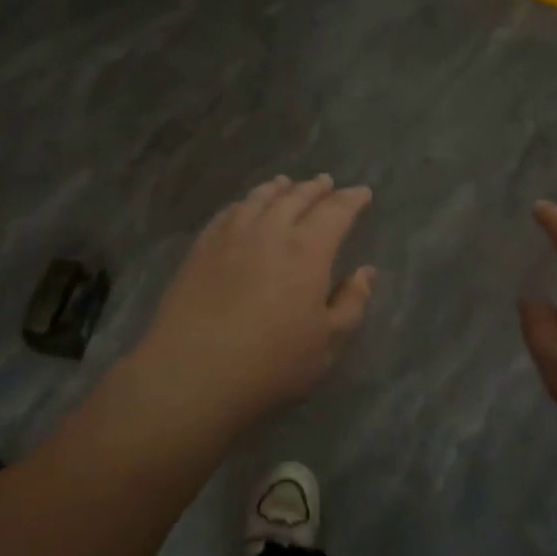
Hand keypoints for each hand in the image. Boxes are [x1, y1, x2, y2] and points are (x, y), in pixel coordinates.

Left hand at [133, 175, 375, 428]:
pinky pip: (227, 213)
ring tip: (285, 184)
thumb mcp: (327, 344)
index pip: (336, 212)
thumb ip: (351, 304)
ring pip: (258, 199)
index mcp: (307, 250)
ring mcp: (230, 237)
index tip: (362, 193)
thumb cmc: (271, 364)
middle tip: (326, 182)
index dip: (351, 200)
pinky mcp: (201, 249)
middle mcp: (270, 231)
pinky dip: (243, 203)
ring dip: (277, 189)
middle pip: (296, 198)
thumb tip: (365, 272)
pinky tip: (244, 207)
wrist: (191, 373)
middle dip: (315, 188)